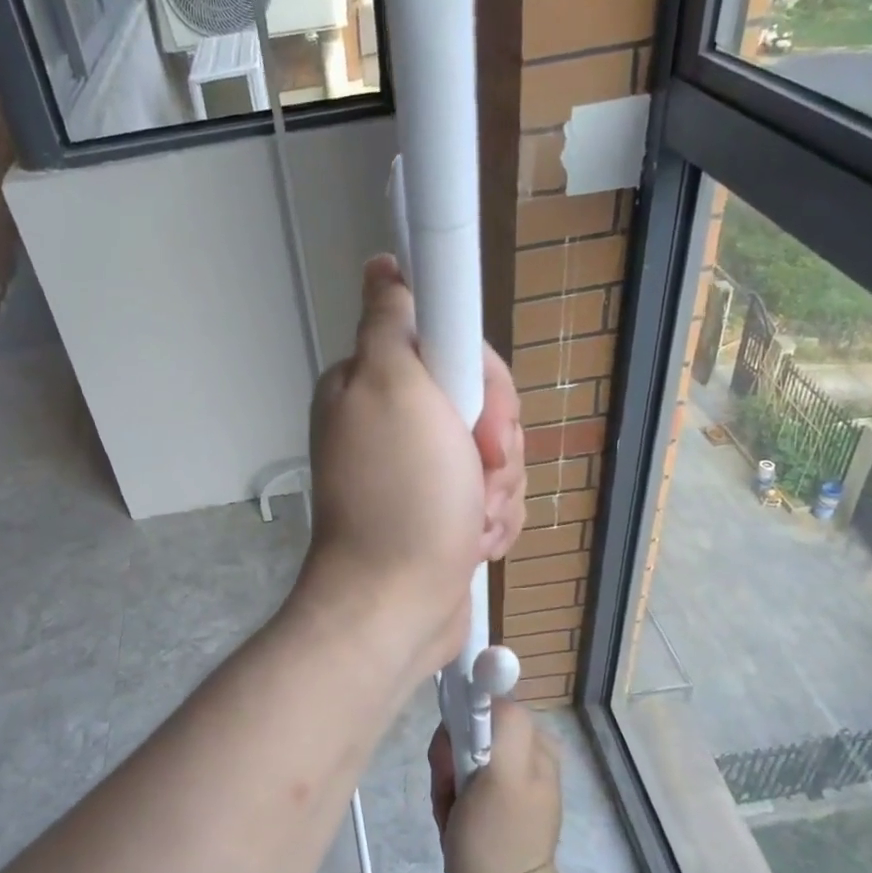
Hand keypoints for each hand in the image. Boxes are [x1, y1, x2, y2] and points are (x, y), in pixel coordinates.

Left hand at [301, 255, 524, 676]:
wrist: (396, 605)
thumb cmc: (401, 496)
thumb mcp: (392, 387)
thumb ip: (390, 321)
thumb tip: (381, 267)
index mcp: (375, 385)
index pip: (454, 350)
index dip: (482, 382)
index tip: (478, 419)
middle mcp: (395, 424)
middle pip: (481, 403)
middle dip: (494, 444)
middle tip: (476, 472)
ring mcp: (421, 472)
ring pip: (494, 454)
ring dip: (496, 489)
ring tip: (470, 518)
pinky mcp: (443, 512)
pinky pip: (492, 497)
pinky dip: (492, 521)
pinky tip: (471, 542)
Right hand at [428, 702, 562, 872]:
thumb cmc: (499, 839)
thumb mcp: (505, 773)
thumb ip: (505, 722)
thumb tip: (493, 682)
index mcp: (533, 741)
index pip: (483, 705)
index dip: (460, 726)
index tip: (452, 757)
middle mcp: (523, 753)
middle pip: (467, 730)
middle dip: (449, 758)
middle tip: (450, 788)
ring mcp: (506, 780)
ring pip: (456, 757)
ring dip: (445, 782)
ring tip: (452, 813)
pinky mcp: (489, 804)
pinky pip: (456, 782)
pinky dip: (447, 799)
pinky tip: (453, 822)